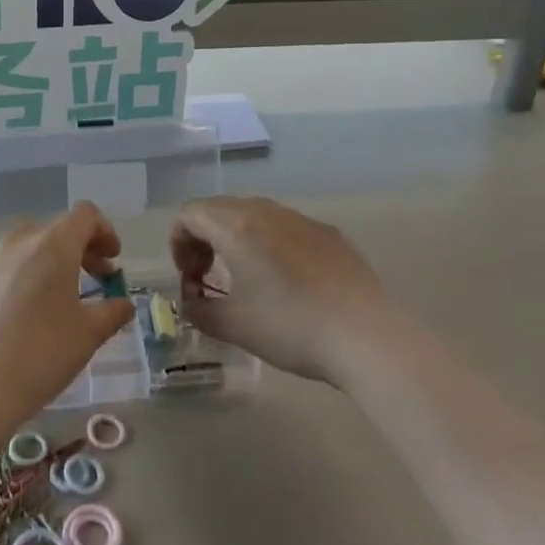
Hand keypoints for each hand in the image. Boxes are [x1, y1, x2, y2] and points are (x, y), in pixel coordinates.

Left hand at [0, 203, 134, 418]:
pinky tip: (18, 318)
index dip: (105, 231)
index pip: (85, 215)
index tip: (113, 260)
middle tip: (94, 279)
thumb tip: (123, 305)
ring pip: (24, 248)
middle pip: (55, 230)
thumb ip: (112, 313)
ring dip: (46, 263)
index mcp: (53, 245)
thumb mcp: (88, 336)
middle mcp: (18, 242)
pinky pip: (0, 271)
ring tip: (54, 300)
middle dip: (79, 249)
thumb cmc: (40, 354)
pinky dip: (18, 281)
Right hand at [169, 197, 388, 384]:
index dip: (179, 242)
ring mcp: (301, 219)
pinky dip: (270, 243)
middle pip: (219, 209)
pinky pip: (285, 227)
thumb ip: (197, 309)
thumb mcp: (232, 326)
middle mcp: (266, 211)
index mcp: (236, 225)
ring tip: (247, 278)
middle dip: (204, 238)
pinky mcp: (329, 233)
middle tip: (209, 277)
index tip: (190, 278)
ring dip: (237, 238)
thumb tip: (190, 300)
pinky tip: (288, 282)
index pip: (189, 213)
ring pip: (254, 214)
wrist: (365, 335)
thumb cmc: (290, 327)